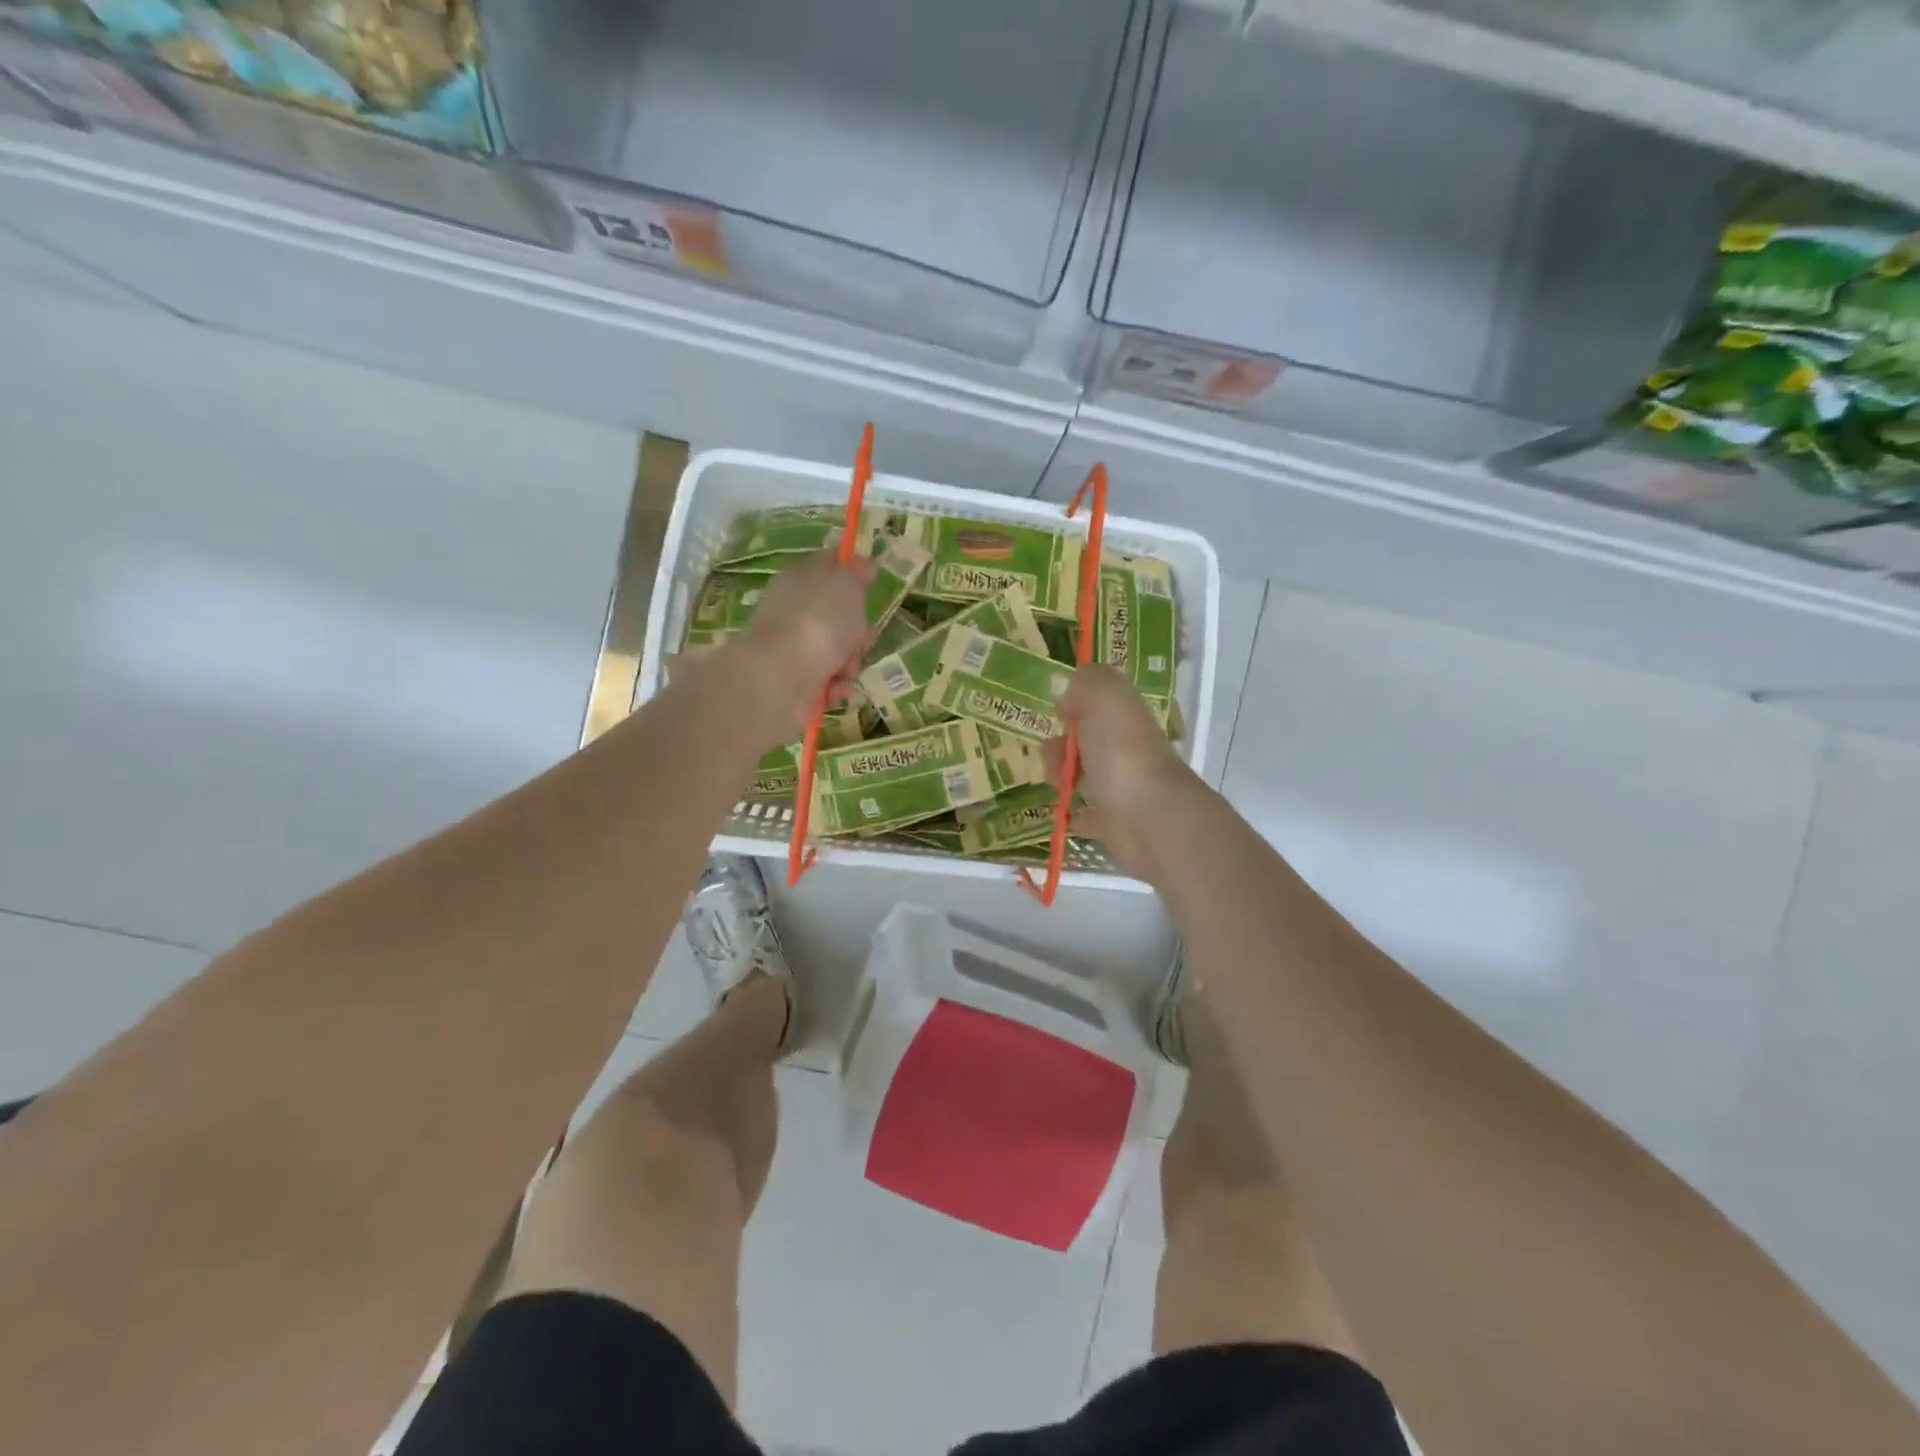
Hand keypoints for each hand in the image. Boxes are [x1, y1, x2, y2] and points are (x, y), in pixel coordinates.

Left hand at [729, 550, 875, 737]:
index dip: (853, 569)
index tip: (873, 578)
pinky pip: (829, 678)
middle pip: (838, 614)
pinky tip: (835, 687)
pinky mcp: (795, 679)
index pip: (829, 564)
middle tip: (864, 637)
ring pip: (838, 649)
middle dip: (859, 629)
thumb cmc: (819, 621)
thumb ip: (857, 573)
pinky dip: (837, 684)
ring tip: (846, 668)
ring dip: (851, 661)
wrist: (782, 676)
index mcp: (801, 577)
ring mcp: (793, 646)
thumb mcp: (846, 584)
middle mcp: (794, 609)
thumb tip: (863, 564)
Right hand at [1043, 664, 1197, 878]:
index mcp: (1126, 716)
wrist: (1148, 816)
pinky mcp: (1113, 823)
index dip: (1076, 703)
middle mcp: (1126, 748)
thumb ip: (1086, 683)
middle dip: (1060, 744)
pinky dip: (1071, 813)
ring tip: (1059, 786)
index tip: (1060, 713)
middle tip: (1057, 756)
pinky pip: (1085, 815)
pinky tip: (1062, 812)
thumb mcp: (1104, 696)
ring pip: (1082, 775)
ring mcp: (1121, 787)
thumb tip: (1070, 699)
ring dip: (1061, 776)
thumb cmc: (1121, 751)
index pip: (1101, 702)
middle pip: (1085, 740)